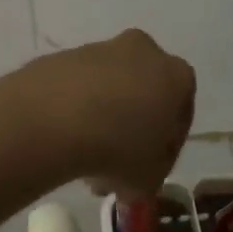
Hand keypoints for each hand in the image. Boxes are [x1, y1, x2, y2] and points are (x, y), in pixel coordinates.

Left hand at [27, 30, 194, 198]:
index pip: (179, 116)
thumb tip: (135, 181)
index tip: (149, 172)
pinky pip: (75, 90)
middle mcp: (141, 51)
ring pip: (107, 91)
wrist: (53, 120)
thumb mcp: (147, 179)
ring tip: (84, 161)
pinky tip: (62, 141)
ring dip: (100, 122)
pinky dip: (73, 112)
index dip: (165, 149)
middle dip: (130, 132)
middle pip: (141, 97)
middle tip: (115, 169)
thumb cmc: (118, 148)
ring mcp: (97, 50)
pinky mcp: (61, 57)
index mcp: (175, 75)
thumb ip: (149, 176)